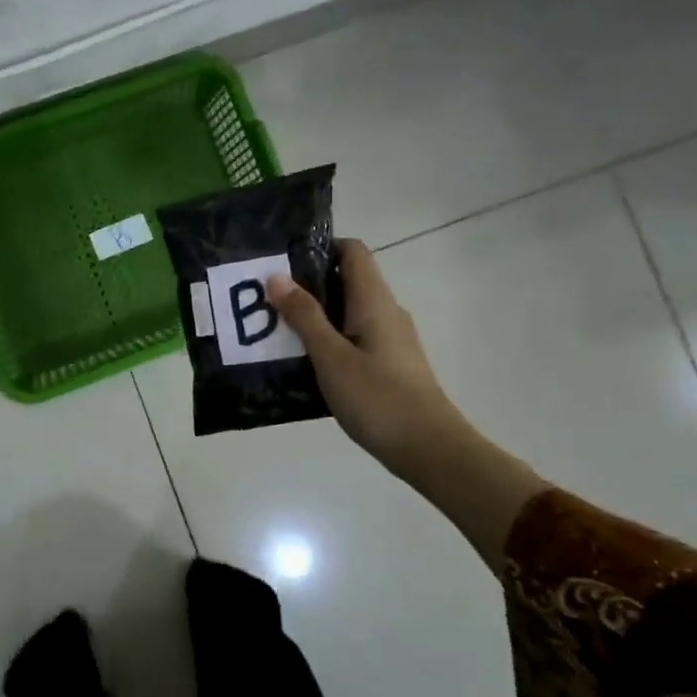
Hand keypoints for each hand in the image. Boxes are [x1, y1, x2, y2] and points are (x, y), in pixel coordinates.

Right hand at [267, 240, 450, 481]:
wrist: (429, 448)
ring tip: (276, 329)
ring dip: (315, 316)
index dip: (319, 247)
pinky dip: (328, 340)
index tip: (283, 261)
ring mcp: (391, 339)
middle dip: (307, 285)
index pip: (352, 251)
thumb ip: (304, 316)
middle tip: (267, 297)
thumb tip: (277, 276)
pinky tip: (304, 362)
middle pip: (346, 281)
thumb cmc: (377, 397)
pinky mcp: (389, 364)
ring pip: (348, 312)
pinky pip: (353, 338)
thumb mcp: (330, 356)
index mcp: (374, 300)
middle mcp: (386, 311)